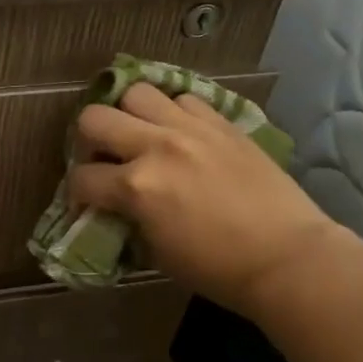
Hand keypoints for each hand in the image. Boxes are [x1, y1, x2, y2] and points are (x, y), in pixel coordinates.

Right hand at [69, 83, 343, 316]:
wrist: (286, 257)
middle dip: (88, 142)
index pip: (81, 178)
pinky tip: (179, 134)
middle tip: (103, 161)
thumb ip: (127, 218)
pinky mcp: (221, 123)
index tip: (86, 205)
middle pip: (94, 118)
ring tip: (140, 137)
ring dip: (129, 115)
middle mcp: (157, 147)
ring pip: (137, 93)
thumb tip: (114, 205)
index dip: (76, 194)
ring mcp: (191, 129)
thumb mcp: (155, 251)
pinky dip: (172, 113)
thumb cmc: (216, 268)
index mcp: (136, 186)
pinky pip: (183, 99)